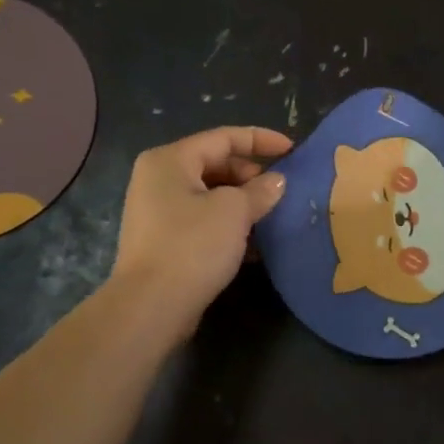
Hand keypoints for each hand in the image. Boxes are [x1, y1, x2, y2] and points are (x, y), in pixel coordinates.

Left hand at [110, 127, 291, 332]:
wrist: (151, 306)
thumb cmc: (192, 246)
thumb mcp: (234, 212)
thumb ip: (259, 190)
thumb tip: (276, 181)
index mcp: (170, 160)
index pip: (223, 137)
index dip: (261, 140)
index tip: (292, 150)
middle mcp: (158, 178)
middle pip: (215, 164)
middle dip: (252, 175)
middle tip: (282, 190)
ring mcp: (157, 211)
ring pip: (210, 194)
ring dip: (242, 202)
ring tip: (273, 215)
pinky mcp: (163, 240)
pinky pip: (202, 219)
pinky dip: (227, 224)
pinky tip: (253, 243)